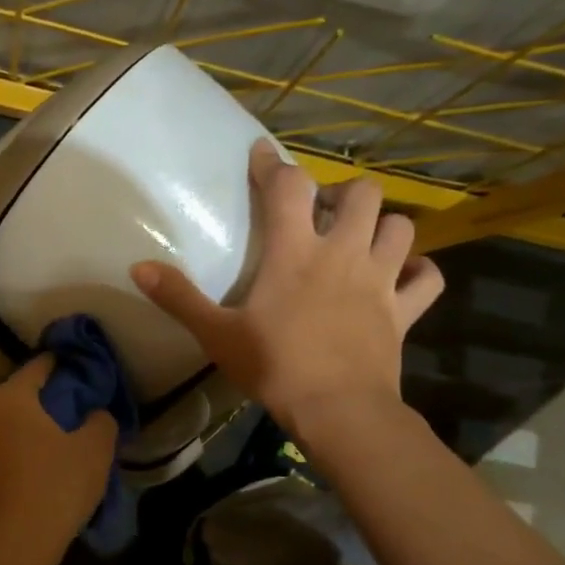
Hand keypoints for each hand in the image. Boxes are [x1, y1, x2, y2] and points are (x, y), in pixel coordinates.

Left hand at [0, 356, 117, 564]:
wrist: (7, 549)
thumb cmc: (53, 489)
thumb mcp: (94, 453)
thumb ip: (100, 424)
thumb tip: (96, 414)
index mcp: (10, 400)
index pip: (33, 368)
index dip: (53, 363)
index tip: (66, 364)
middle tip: (22, 404)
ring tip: (27, 443)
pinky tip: (18, 472)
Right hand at [129, 141, 443, 437]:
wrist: (337, 410)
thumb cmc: (274, 366)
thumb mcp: (216, 334)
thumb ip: (179, 297)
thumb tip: (137, 267)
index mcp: (296, 252)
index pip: (288, 187)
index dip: (273, 164)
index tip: (261, 154)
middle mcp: (344, 252)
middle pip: (362, 193)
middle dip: (343, 194)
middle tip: (323, 215)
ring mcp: (381, 280)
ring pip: (401, 227)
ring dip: (382, 226)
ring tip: (361, 241)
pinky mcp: (404, 311)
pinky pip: (428, 279)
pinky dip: (419, 273)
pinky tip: (403, 277)